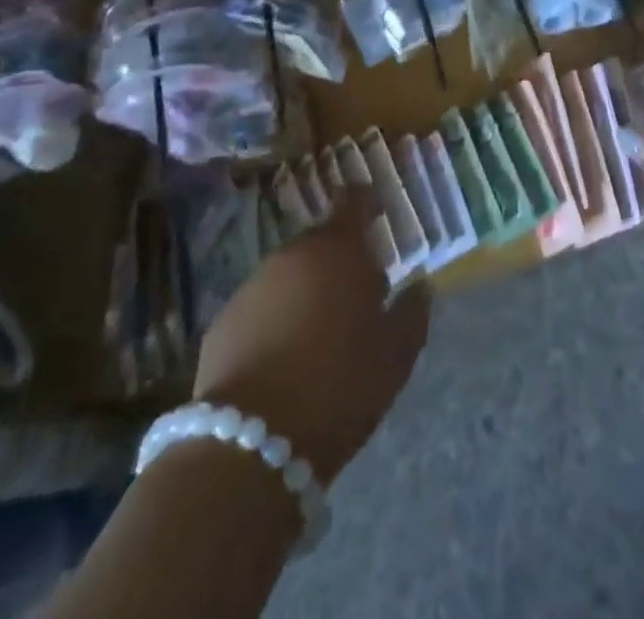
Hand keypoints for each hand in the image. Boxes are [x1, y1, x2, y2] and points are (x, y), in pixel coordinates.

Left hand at [193, 190, 428, 482]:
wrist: (251, 444)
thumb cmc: (340, 386)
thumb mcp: (395, 355)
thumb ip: (412, 312)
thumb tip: (419, 285)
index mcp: (338, 250)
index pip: (353, 199)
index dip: (367, 201)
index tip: (378, 213)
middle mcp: (292, 254)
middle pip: (322, 241)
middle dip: (340, 259)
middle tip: (358, 294)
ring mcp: (253, 285)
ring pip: (290, 274)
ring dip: (307, 290)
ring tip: (322, 332)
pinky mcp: (223, 320)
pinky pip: (261, 307)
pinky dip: (276, 319)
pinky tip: (285, 358)